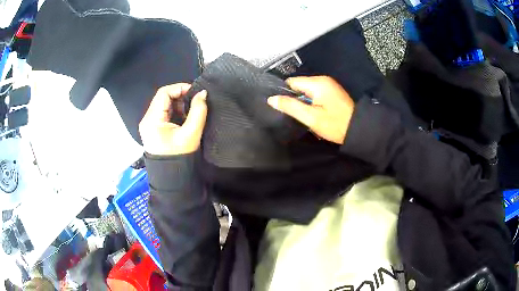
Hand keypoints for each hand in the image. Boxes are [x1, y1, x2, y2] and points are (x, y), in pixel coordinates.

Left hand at [139, 83, 207, 154]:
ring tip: (191, 110)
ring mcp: (148, 124)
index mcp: (152, 119)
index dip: (179, 88)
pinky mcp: (153, 129)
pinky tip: (184, 117)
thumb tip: (203, 93)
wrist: (172, 178)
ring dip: (178, 103)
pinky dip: (174, 111)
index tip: (195, 92)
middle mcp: (147, 119)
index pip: (163, 93)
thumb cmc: (180, 156)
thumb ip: (198, 111)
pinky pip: (163, 113)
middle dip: (180, 96)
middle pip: (162, 98)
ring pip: (163, 105)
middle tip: (195, 101)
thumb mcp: (191, 133)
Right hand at [268, 76, 354, 144]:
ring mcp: (329, 85)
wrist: (358, 130)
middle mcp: (323, 79)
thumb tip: (271, 99)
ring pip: (306, 90)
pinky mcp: (332, 92)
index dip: (285, 93)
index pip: (291, 82)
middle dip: (294, 98)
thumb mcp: (311, 117)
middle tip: (295, 114)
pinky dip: (311, 101)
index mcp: (317, 83)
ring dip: (303, 101)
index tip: (283, 107)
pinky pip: (315, 93)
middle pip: (299, 85)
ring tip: (304, 114)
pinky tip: (314, 112)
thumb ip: (290, 106)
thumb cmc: (334, 124)